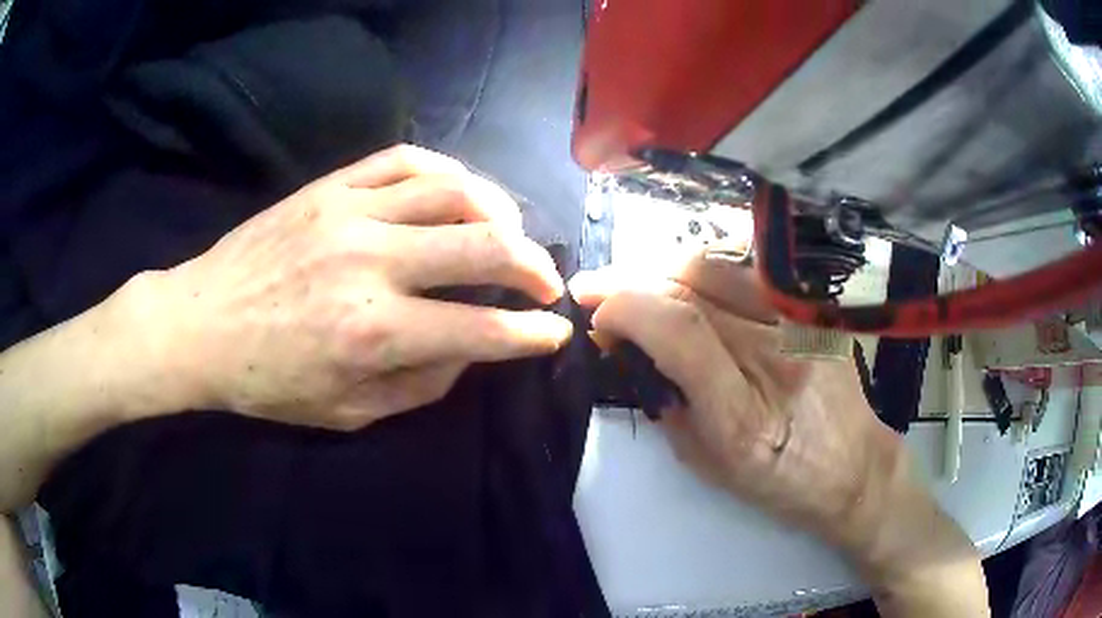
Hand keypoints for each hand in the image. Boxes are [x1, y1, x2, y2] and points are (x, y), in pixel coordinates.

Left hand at [148, 145, 571, 429]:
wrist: (200, 324)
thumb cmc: (267, 382)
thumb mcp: (347, 413)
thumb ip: (420, 385)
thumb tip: (470, 348)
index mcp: (374, 333)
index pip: (482, 329)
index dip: (532, 332)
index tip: (555, 330)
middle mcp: (371, 263)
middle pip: (484, 247)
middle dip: (534, 266)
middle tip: (547, 280)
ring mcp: (350, 213)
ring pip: (454, 190)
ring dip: (500, 212)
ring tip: (509, 233)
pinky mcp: (330, 187)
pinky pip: (406, 161)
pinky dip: (449, 172)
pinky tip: (460, 192)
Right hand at [569, 254, 982, 590]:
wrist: (853, 467)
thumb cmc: (778, 480)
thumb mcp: (707, 463)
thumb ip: (665, 404)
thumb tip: (630, 351)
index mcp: (744, 415)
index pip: (680, 332)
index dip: (628, 308)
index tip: (597, 313)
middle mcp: (776, 357)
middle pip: (691, 290)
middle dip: (630, 281)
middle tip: (597, 287)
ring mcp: (801, 325)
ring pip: (715, 269)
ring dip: (663, 272)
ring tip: (640, 286)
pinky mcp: (813, 310)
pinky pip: (745, 273)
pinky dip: (704, 274)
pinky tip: (687, 287)